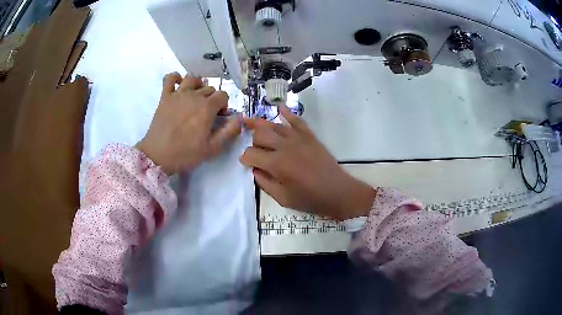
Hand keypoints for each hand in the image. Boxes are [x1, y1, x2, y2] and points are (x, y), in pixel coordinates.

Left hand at [136, 73, 240, 173]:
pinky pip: (169, 78)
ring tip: (196, 96)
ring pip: (193, 78)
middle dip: (212, 99)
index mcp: (207, 107)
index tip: (219, 117)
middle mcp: (194, 95)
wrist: (158, 156)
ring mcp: (178, 94)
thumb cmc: (186, 153)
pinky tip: (178, 85)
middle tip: (207, 114)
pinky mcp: (164, 96)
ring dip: (198, 85)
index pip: (223, 95)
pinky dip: (175, 78)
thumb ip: (229, 131)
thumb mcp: (213, 148)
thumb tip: (239, 118)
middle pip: (209, 88)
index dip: (224, 105)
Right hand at [240, 106, 375, 219]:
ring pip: (274, 125)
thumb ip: (264, 183)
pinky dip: (287, 113)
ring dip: (261, 125)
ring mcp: (299, 139)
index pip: (251, 154)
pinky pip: (297, 120)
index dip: (245, 159)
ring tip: (250, 122)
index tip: (246, 163)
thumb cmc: (310, 199)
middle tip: (256, 151)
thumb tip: (255, 169)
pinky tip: (280, 108)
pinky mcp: (310, 136)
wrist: (338, 192)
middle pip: (260, 134)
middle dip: (253, 141)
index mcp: (277, 164)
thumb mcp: (283, 198)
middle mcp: (285, 146)